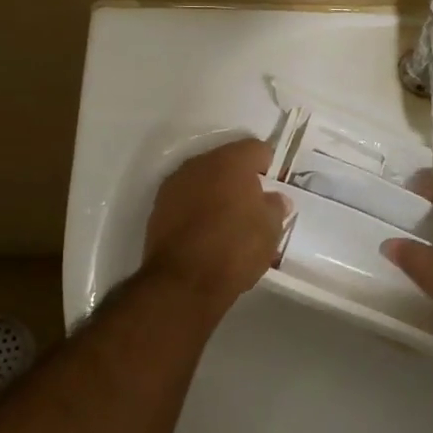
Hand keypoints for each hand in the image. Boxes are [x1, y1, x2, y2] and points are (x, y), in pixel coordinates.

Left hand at [143, 137, 288, 313]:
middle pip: (227, 162)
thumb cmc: (235, 249)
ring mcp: (174, 185)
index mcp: (232, 161)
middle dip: (240, 179)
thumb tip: (274, 199)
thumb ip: (275, 206)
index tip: (273, 189)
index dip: (268, 167)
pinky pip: (186, 200)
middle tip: (252, 206)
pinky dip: (197, 209)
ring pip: (204, 180)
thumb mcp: (271, 229)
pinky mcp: (157, 208)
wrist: (183, 283)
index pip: (257, 149)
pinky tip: (206, 233)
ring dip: (216, 193)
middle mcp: (200, 164)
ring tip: (227, 222)